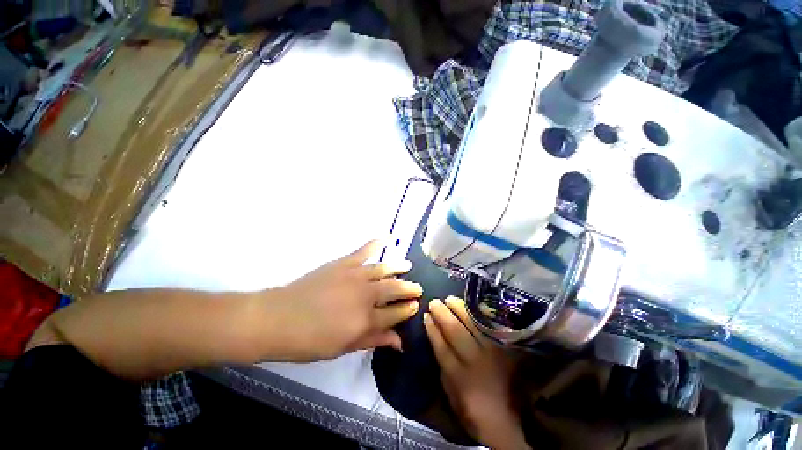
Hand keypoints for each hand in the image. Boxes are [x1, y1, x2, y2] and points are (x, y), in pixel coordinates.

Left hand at [264, 240, 422, 360]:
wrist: (278, 319)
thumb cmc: (310, 341)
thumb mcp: (343, 348)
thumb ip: (373, 340)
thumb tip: (399, 341)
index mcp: (366, 320)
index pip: (396, 314)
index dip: (408, 310)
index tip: (415, 306)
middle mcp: (366, 295)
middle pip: (395, 290)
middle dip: (409, 289)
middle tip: (418, 288)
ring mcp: (355, 276)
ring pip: (384, 269)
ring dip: (399, 267)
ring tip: (408, 266)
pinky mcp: (344, 263)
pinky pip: (364, 250)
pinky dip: (376, 243)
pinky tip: (387, 238)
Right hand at [425, 297, 529, 449]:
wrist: (502, 419)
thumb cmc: (469, 407)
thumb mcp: (449, 390)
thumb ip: (442, 364)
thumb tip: (436, 336)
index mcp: (457, 375)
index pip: (441, 345)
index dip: (432, 328)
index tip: (426, 315)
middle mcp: (473, 361)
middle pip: (455, 331)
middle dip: (442, 314)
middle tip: (434, 302)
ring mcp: (490, 354)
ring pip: (471, 325)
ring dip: (459, 309)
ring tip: (450, 299)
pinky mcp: (502, 349)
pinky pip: (488, 327)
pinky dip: (478, 315)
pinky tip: (470, 305)